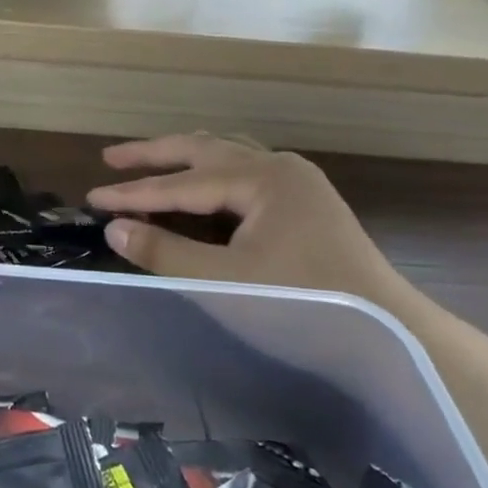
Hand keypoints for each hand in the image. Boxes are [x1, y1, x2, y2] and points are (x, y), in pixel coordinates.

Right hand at [87, 134, 397, 300]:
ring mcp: (298, 183)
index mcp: (262, 178)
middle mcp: (279, 167)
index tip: (92, 197)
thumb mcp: (225, 282)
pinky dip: (213, 174)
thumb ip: (165, 252)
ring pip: (228, 155)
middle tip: (111, 158)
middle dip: (155, 155)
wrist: (395, 338)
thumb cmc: (305, 309)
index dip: (134, 192)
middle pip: (204, 150)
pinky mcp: (308, 203)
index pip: (183, 183)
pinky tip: (202, 186)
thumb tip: (114, 227)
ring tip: (151, 161)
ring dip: (186, 158)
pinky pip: (247, 172)